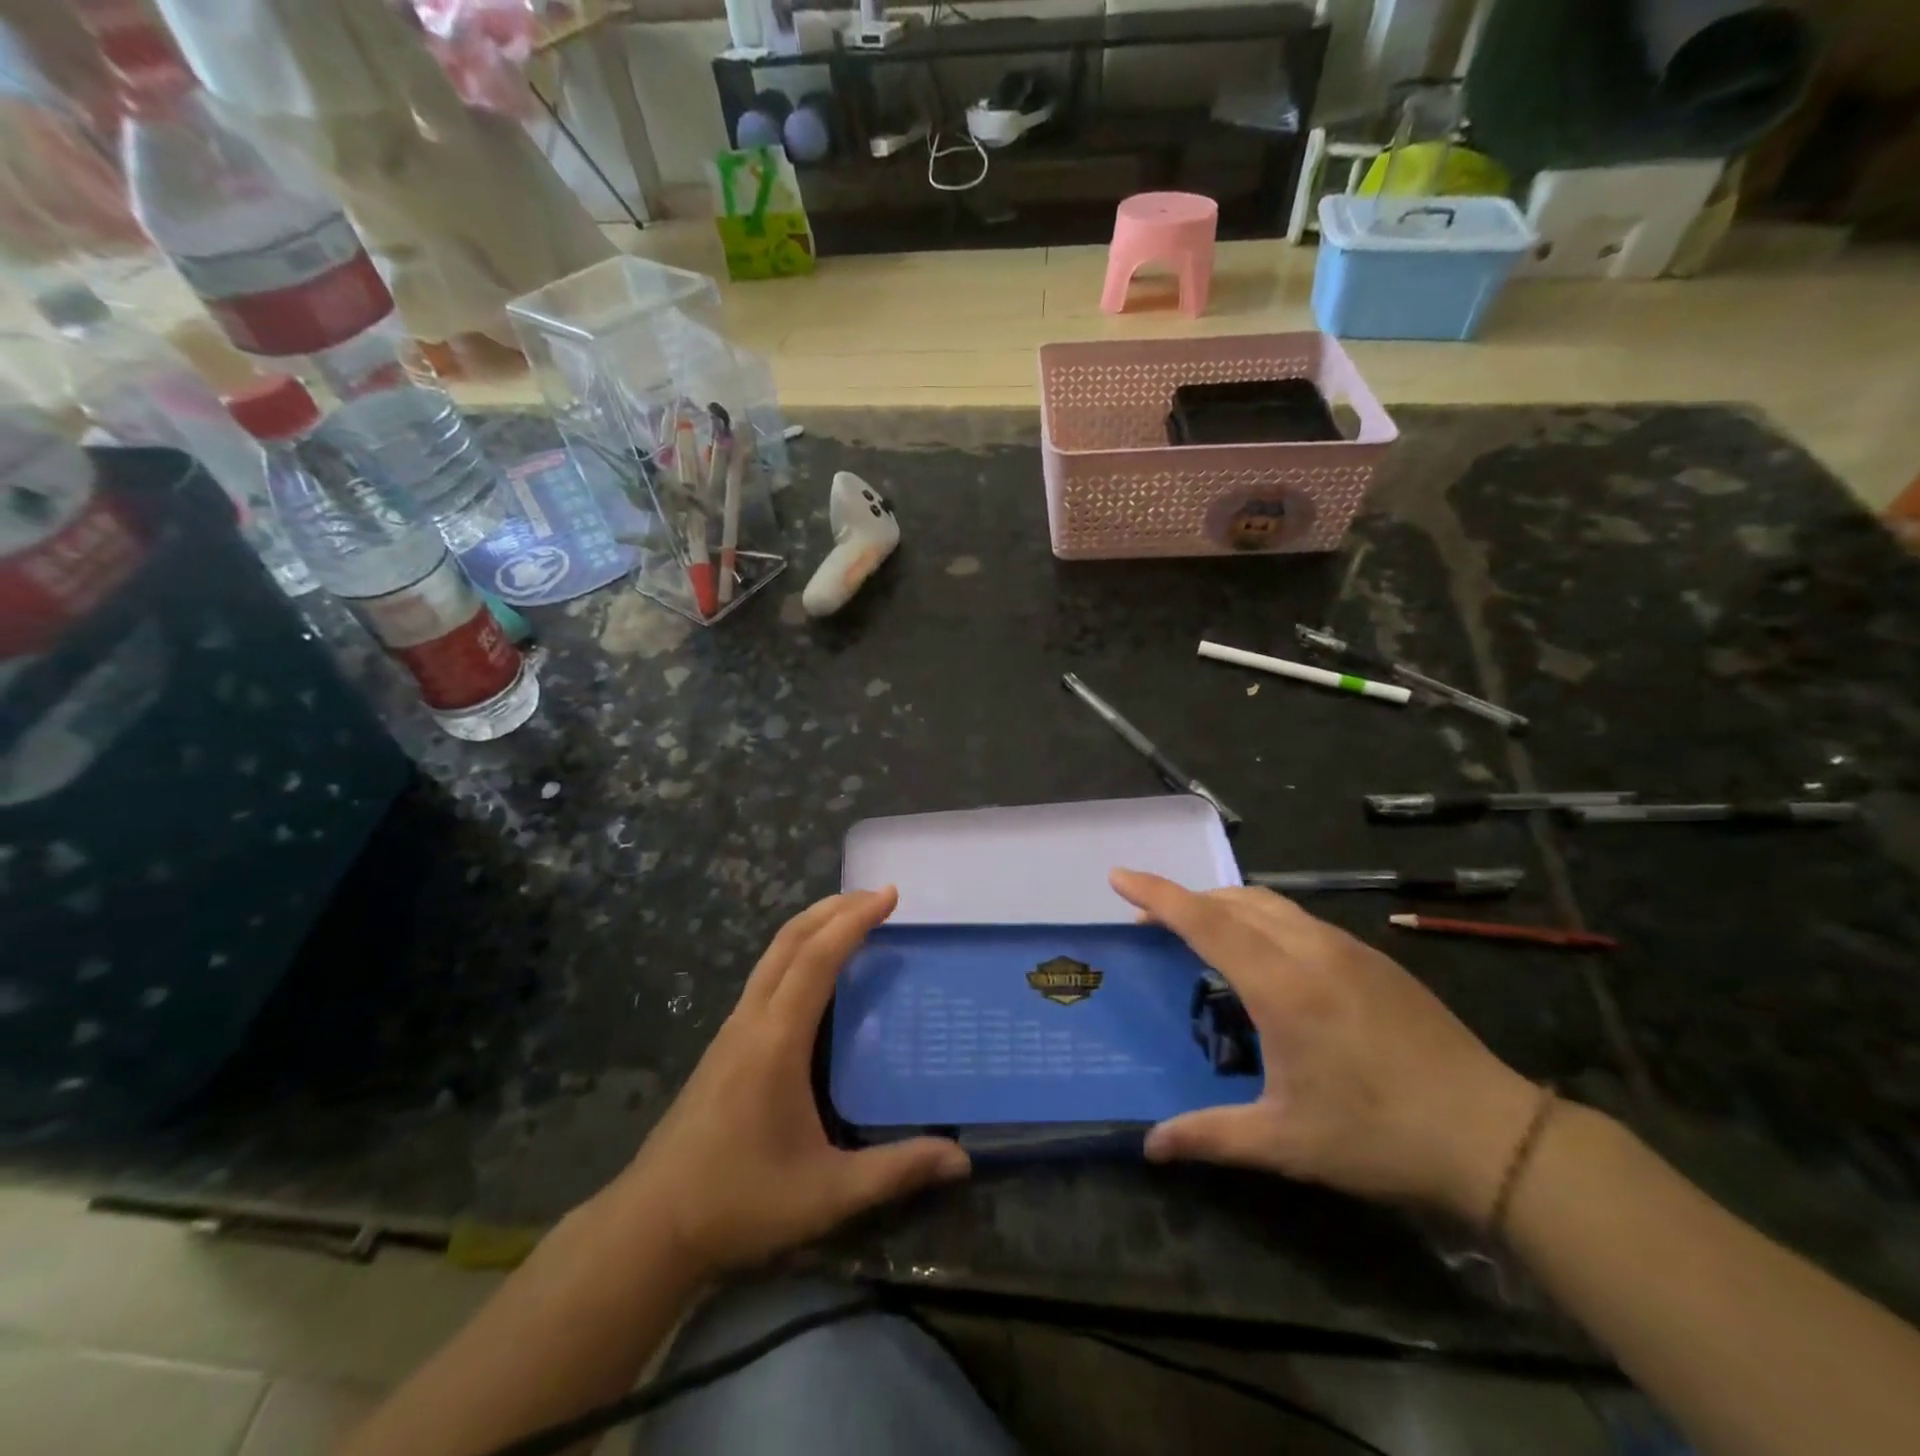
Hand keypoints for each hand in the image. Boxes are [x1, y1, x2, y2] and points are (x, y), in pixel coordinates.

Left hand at [613, 889, 969, 1275]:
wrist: (650, 1226)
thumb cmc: (740, 1201)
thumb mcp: (827, 1194)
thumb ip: (895, 1171)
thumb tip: (962, 1159)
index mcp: (777, 1039)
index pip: (818, 958)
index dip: (854, 920)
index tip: (890, 895)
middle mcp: (752, 1020)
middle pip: (791, 941)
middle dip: (834, 908)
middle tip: (879, 896)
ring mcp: (732, 1030)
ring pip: (773, 955)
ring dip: (813, 926)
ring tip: (851, 919)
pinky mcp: (724, 1044)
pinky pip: (765, 976)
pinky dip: (796, 952)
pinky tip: (814, 974)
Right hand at [1113, 869, 1540, 1222]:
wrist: (1495, 1136)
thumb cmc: (1379, 1136)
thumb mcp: (1286, 1141)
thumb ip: (1210, 1136)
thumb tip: (1149, 1146)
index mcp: (1282, 985)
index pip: (1205, 921)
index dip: (1157, 895)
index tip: (1119, 876)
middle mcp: (1310, 950)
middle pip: (1233, 901)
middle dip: (1184, 899)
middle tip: (1148, 921)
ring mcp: (1347, 949)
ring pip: (1269, 903)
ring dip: (1224, 905)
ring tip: (1199, 929)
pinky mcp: (1374, 958)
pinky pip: (1299, 918)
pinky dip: (1261, 917)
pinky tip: (1264, 955)